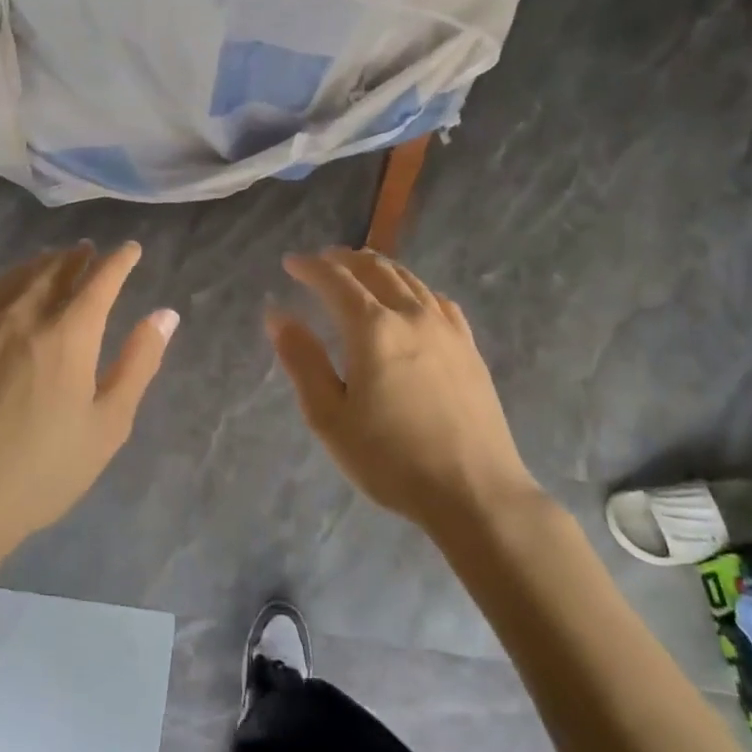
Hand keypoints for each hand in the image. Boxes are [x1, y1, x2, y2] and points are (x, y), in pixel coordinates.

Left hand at [0, 243, 176, 569]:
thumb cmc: (42, 469)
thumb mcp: (107, 425)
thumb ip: (138, 363)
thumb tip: (165, 315)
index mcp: (68, 334)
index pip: (100, 280)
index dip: (119, 261)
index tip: (131, 249)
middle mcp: (25, 315)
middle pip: (56, 269)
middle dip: (79, 257)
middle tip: (91, 251)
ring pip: (18, 276)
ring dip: (43, 262)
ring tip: (55, 260)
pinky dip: (4, 279)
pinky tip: (6, 286)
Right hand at [266, 249, 535, 530]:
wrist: (474, 492)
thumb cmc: (390, 459)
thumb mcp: (329, 417)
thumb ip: (302, 360)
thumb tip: (277, 315)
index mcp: (372, 329)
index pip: (335, 280)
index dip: (310, 267)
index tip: (290, 263)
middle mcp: (411, 315)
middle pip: (375, 269)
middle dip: (344, 259)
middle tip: (323, 260)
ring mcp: (447, 329)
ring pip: (410, 279)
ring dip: (379, 267)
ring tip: (360, 270)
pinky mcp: (469, 347)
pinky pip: (437, 300)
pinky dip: (414, 288)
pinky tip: (412, 300)